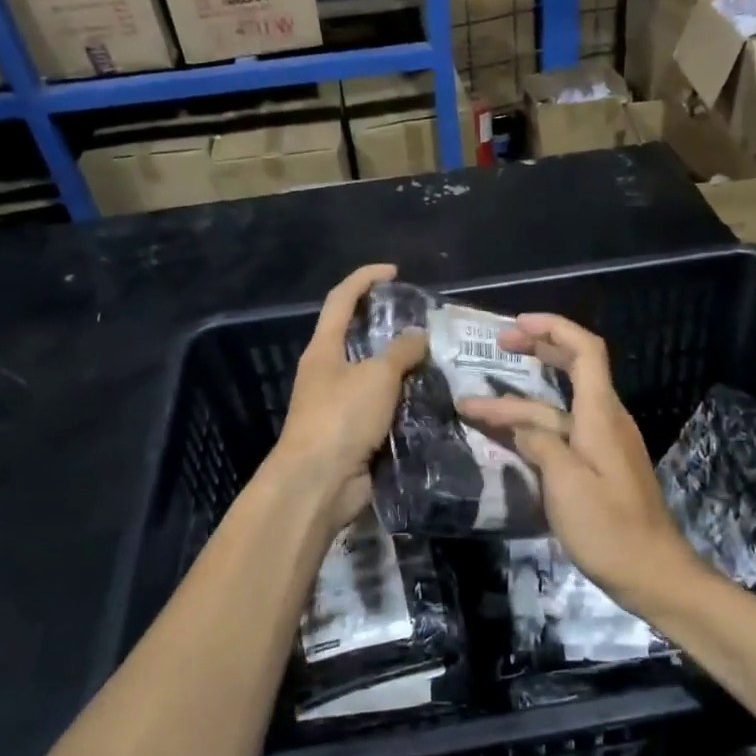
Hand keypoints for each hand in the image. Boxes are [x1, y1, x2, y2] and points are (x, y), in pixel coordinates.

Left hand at [272, 263, 427, 530]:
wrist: (318, 483)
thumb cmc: (341, 417)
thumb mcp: (376, 376)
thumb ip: (401, 351)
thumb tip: (418, 335)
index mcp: (324, 349)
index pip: (341, 300)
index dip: (365, 279)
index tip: (394, 272)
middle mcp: (328, 372)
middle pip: (357, 337)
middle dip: (388, 326)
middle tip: (424, 323)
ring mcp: (339, 404)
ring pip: (374, 374)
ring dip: (401, 367)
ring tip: (436, 360)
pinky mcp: (353, 432)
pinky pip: (382, 407)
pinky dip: (403, 400)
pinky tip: (430, 399)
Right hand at [457, 313, 704, 613]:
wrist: (652, 573)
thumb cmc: (609, 528)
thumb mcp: (566, 484)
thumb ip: (540, 444)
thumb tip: (521, 425)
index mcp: (601, 414)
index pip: (585, 351)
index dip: (553, 328)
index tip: (516, 325)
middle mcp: (605, 419)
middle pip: (574, 368)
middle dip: (538, 351)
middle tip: (499, 346)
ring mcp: (602, 443)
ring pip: (558, 408)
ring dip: (519, 403)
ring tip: (474, 406)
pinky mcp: (598, 466)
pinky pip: (562, 433)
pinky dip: (532, 428)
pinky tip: (505, 436)